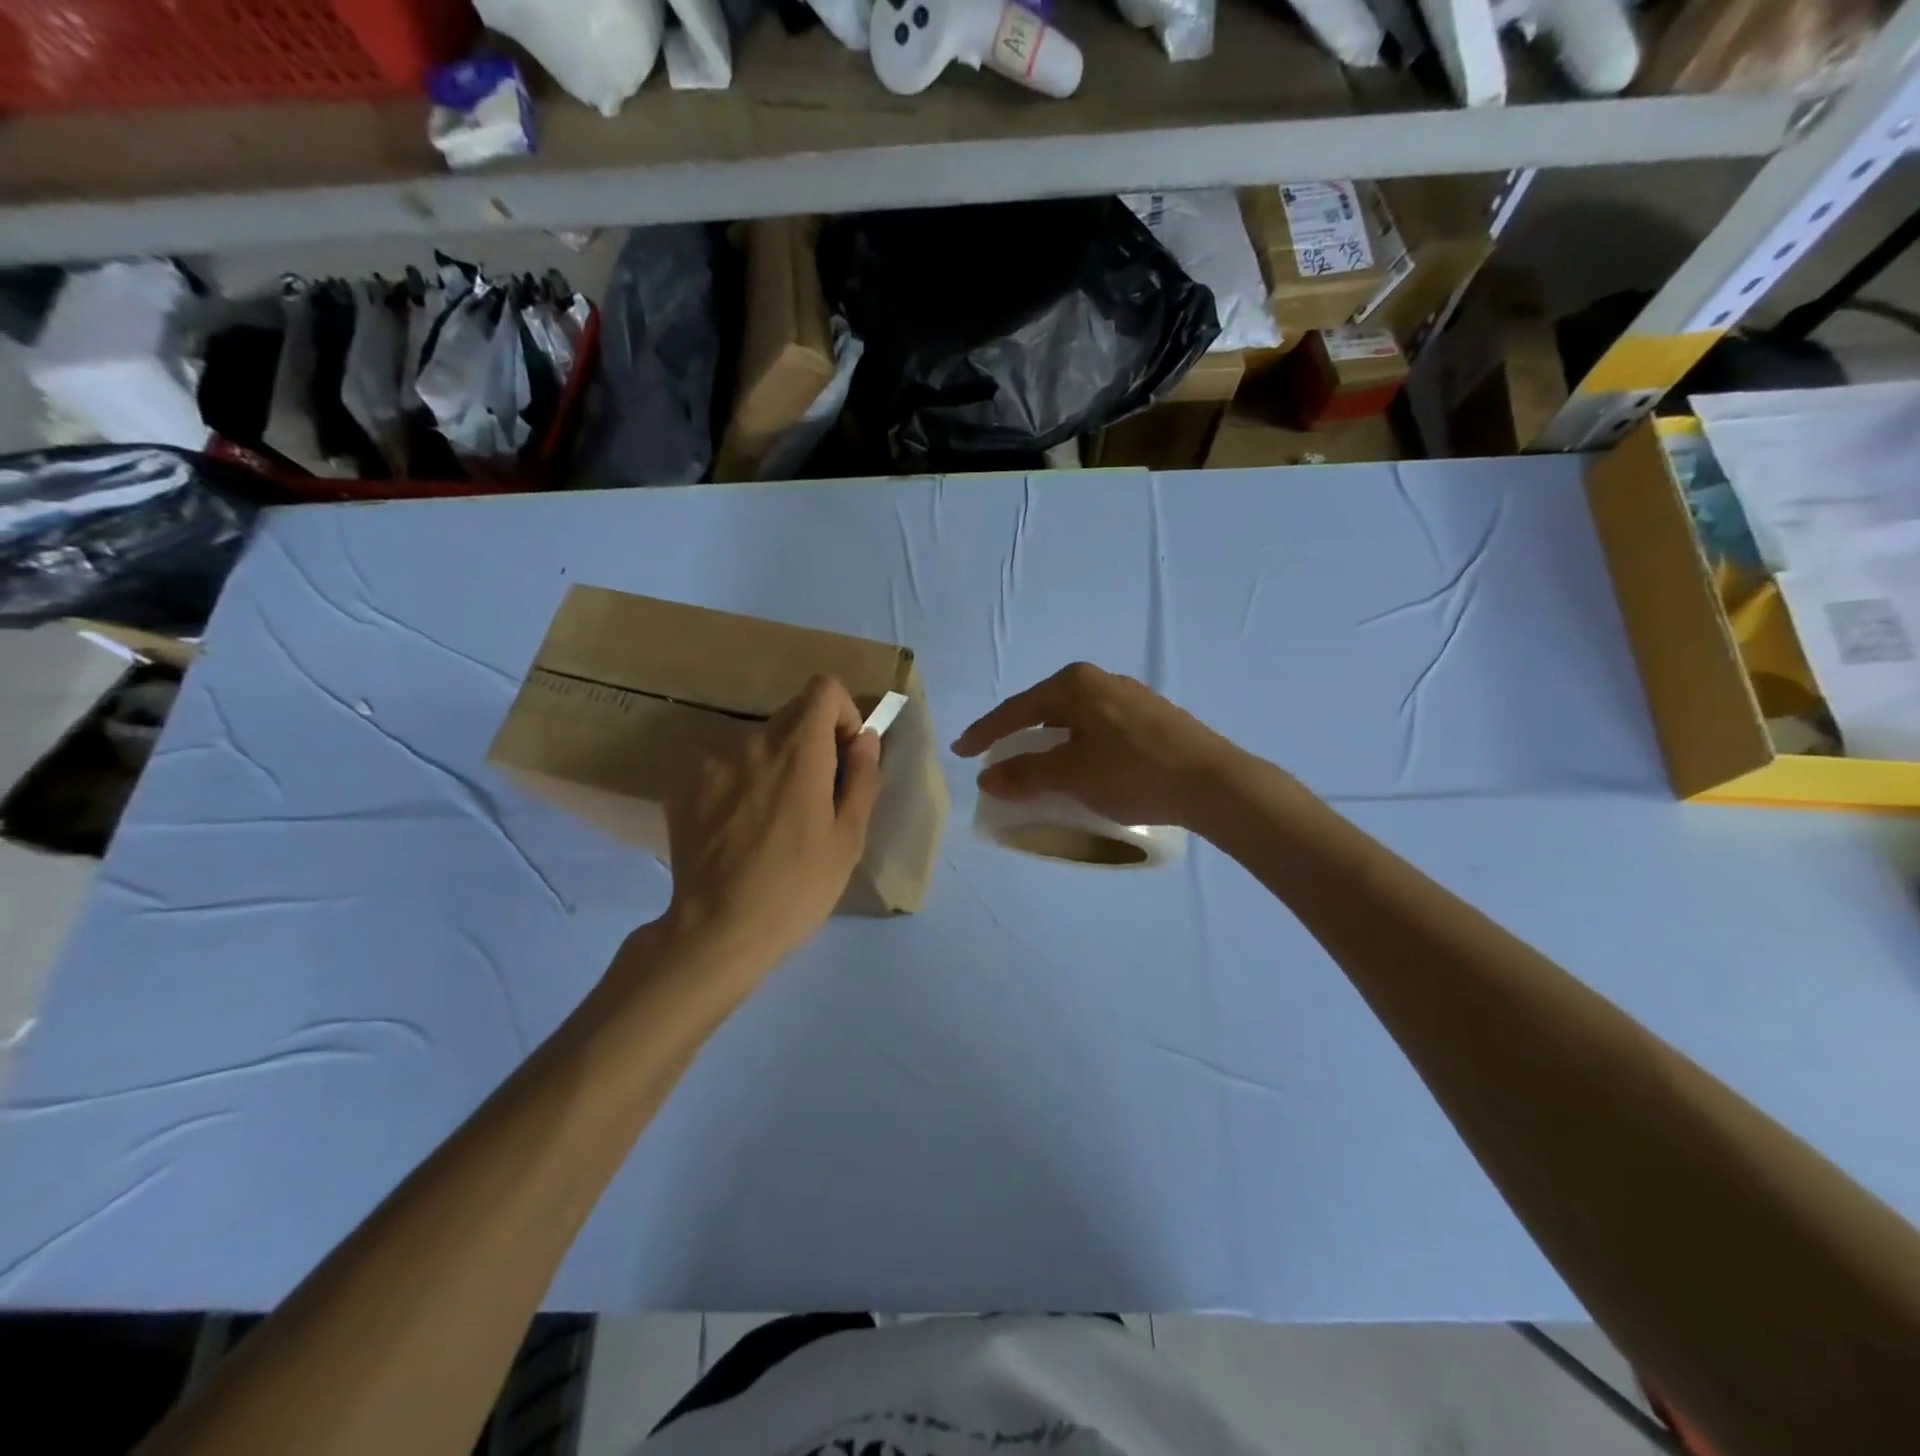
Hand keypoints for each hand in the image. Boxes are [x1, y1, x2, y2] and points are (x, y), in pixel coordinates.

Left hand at [659, 676, 881, 974]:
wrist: (717, 930)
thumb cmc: (797, 887)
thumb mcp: (849, 838)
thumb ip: (862, 778)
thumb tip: (865, 739)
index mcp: (798, 750)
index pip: (823, 688)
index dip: (841, 714)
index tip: (843, 756)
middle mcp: (750, 742)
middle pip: (790, 716)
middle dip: (811, 744)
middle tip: (813, 798)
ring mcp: (710, 762)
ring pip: (756, 744)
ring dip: (773, 765)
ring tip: (772, 821)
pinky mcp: (683, 786)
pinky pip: (724, 766)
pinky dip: (739, 783)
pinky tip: (739, 829)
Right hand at [952, 662, 1237, 828]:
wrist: (1213, 782)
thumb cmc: (1132, 772)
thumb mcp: (1070, 775)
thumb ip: (1024, 774)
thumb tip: (987, 777)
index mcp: (1074, 683)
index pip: (1016, 709)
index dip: (985, 732)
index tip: (961, 751)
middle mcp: (1100, 680)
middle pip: (1044, 710)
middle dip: (1019, 737)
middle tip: (998, 759)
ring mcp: (1129, 697)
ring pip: (1073, 720)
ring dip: (1050, 745)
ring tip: (1038, 769)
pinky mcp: (1151, 717)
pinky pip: (1097, 729)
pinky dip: (1078, 748)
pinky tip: (1082, 768)